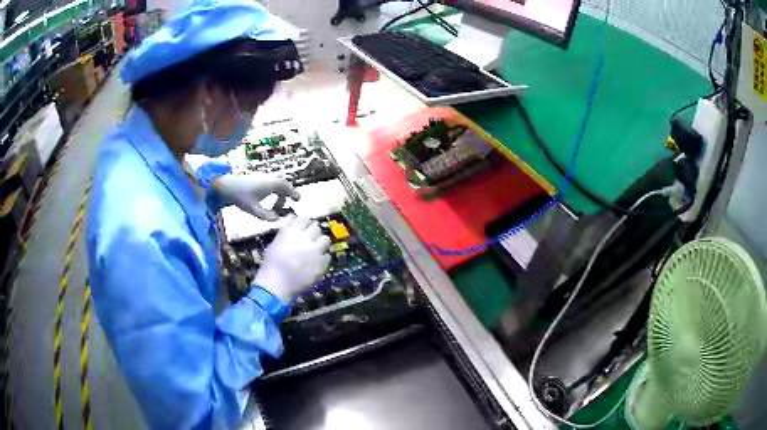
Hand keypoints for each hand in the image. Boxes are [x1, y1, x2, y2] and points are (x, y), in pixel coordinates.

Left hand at [214, 173, 298, 220]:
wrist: (226, 185)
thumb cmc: (240, 196)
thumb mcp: (253, 209)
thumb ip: (266, 216)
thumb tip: (277, 219)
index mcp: (271, 185)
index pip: (287, 187)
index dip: (294, 193)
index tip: (298, 200)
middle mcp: (269, 180)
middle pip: (283, 186)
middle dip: (286, 197)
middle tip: (284, 208)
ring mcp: (263, 179)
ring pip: (277, 185)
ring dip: (279, 196)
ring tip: (273, 208)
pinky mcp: (257, 180)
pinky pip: (271, 185)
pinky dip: (273, 193)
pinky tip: (265, 202)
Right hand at [253, 216, 330, 302]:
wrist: (277, 285)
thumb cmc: (271, 264)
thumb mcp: (275, 243)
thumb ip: (286, 233)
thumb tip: (294, 225)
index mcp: (291, 231)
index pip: (304, 218)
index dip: (305, 223)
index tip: (304, 227)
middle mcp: (305, 238)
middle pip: (316, 227)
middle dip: (313, 232)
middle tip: (309, 239)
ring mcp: (315, 251)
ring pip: (325, 239)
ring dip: (321, 243)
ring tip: (316, 250)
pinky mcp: (322, 264)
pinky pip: (327, 256)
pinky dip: (323, 258)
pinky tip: (316, 263)